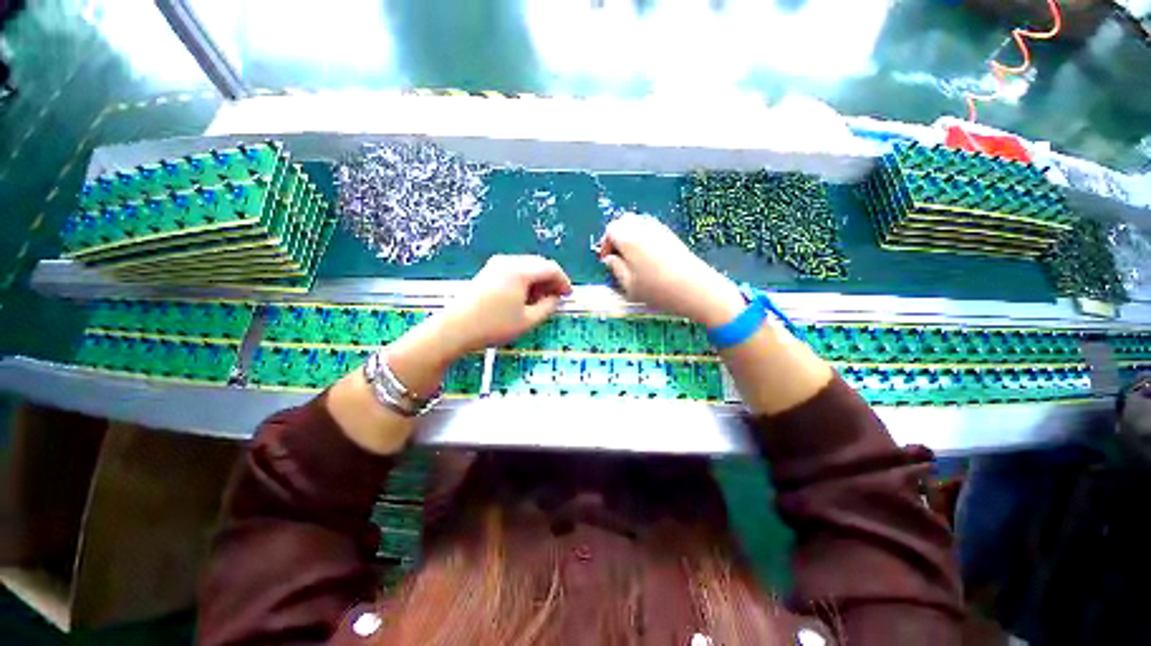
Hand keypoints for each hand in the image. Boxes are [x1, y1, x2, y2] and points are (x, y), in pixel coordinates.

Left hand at [436, 255, 572, 355]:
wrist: (454, 329)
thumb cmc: (494, 326)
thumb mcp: (528, 320)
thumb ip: (548, 306)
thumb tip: (555, 298)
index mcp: (520, 270)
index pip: (550, 268)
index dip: (563, 281)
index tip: (568, 295)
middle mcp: (508, 261)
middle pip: (539, 264)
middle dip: (551, 280)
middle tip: (557, 298)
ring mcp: (496, 265)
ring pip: (526, 267)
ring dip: (538, 280)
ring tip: (542, 300)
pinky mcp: (488, 272)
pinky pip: (514, 270)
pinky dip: (525, 281)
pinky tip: (525, 297)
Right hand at [598, 213, 743, 326]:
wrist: (695, 288)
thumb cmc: (657, 289)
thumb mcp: (628, 285)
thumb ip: (615, 268)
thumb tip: (609, 259)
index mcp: (629, 238)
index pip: (610, 230)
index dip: (605, 244)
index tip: (606, 260)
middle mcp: (643, 227)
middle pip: (623, 221)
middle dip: (616, 236)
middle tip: (617, 256)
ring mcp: (659, 229)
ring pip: (638, 223)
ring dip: (629, 235)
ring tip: (631, 257)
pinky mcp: (671, 235)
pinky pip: (650, 228)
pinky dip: (643, 237)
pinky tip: (647, 256)